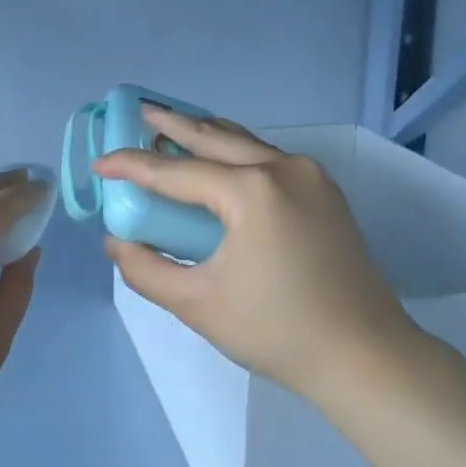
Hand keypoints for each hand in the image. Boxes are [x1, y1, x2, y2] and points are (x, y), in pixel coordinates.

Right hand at [95, 108, 433, 403]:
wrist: (366, 356)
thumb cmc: (277, 331)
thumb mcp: (198, 304)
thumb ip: (147, 269)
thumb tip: (116, 242)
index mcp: (251, 191)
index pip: (176, 171)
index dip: (132, 166)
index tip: (99, 162)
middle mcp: (282, 168)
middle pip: (214, 136)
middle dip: (173, 124)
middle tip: (140, 111)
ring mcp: (310, 176)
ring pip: (246, 141)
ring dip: (207, 133)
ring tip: (175, 124)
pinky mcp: (326, 192)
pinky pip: (269, 157)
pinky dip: (237, 151)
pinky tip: (222, 159)